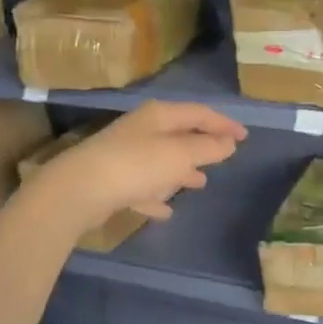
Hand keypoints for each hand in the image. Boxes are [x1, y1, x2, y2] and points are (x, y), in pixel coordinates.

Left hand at [24, 101, 246, 234]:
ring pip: (162, 160)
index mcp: (160, 116)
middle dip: (202, 145)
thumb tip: (229, 143)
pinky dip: (157, 194)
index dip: (224, 123)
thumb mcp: (180, 155)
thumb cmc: (136, 165)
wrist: (78, 191)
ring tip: (200, 183)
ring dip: (182, 170)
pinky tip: (166, 210)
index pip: (200, 113)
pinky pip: (143, 186)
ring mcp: (125, 155)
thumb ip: (207, 148)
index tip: (244, 137)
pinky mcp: (112, 181)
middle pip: (179, 134)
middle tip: (224, 157)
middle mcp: (142, 130)